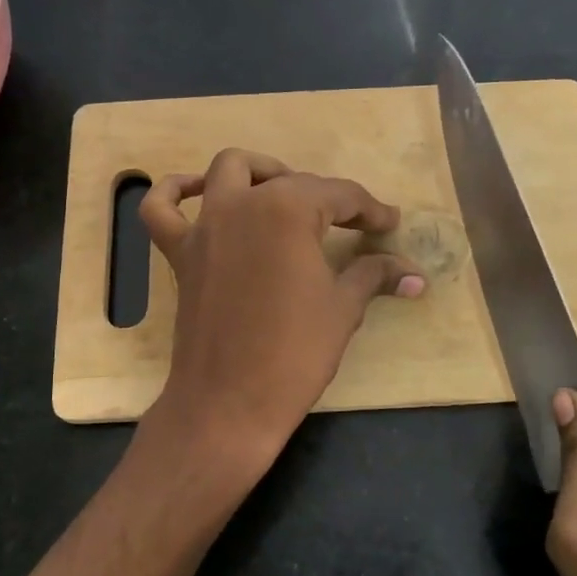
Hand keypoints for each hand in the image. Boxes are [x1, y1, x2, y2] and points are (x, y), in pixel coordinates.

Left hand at [139, 149, 422, 478]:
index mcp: (288, 210)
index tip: (389, 223)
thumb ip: (374, 275)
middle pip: (291, 182)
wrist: (229, 403)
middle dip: (328, 198)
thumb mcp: (343, 309)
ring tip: (284, 194)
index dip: (370, 210)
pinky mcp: (180, 253)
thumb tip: (414, 275)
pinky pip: (162, 208)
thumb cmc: (295, 353)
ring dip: (260, 172)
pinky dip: (176, 192)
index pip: (340, 195)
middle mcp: (242, 203)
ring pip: (229, 171)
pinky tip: (200, 194)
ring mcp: (205, 226)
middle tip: (352, 225)